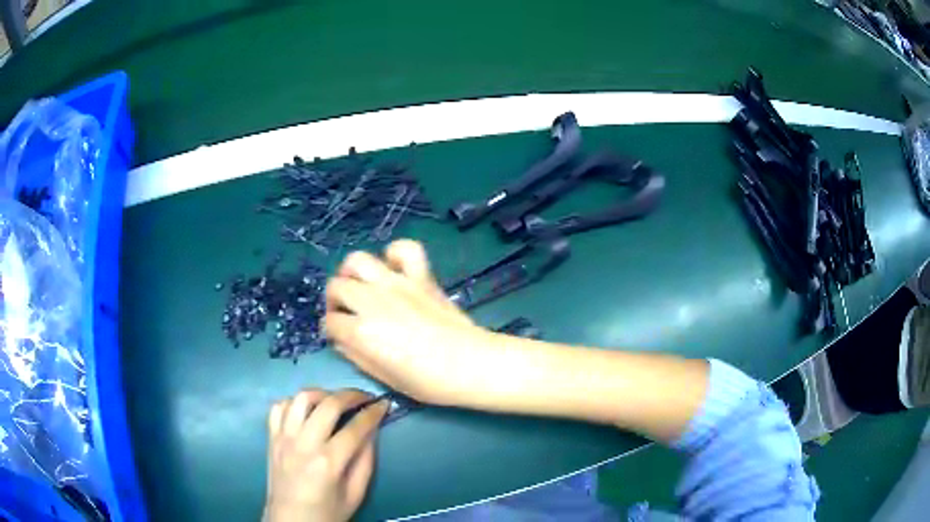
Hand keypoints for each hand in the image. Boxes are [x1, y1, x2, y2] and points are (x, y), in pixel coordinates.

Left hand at [264, 389, 388, 521]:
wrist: (291, 521)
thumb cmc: (327, 512)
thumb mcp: (356, 494)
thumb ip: (365, 461)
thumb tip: (372, 430)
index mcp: (328, 462)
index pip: (355, 427)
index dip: (373, 412)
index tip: (384, 404)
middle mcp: (304, 444)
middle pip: (329, 404)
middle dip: (352, 395)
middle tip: (365, 397)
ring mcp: (283, 438)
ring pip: (301, 398)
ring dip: (322, 393)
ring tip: (336, 400)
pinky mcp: (271, 438)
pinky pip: (279, 407)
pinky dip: (294, 402)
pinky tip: (307, 410)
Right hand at [323, 240, 492, 405]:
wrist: (471, 364)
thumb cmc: (428, 382)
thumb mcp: (384, 378)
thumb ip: (356, 356)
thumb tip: (341, 340)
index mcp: (362, 332)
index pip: (330, 322)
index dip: (332, 331)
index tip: (341, 337)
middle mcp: (373, 301)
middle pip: (336, 287)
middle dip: (334, 301)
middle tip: (347, 314)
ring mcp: (397, 284)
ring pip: (358, 260)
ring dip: (352, 273)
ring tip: (360, 287)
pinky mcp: (421, 276)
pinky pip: (404, 249)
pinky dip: (394, 254)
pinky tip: (394, 270)